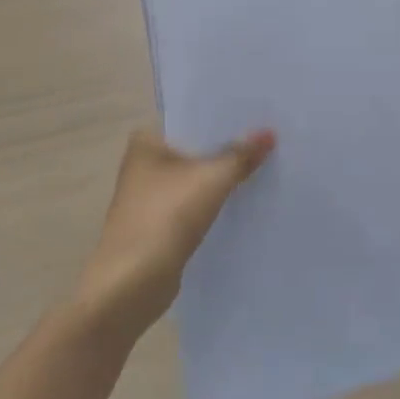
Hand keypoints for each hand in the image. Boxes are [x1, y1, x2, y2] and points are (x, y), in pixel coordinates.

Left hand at [69, 128, 274, 344]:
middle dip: (227, 145)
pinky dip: (215, 201)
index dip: (223, 116)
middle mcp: (144, 164)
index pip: (192, 116)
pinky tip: (244, 197)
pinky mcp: (159, 225)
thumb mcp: (212, 180)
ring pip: (196, 176)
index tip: (257, 111)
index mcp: (146, 141)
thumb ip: (241, 155)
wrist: (129, 287)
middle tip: (268, 135)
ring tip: (263, 162)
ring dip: (222, 175)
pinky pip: (195, 202)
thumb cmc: (164, 218)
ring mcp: (149, 197)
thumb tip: (269, 133)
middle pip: (196, 147)